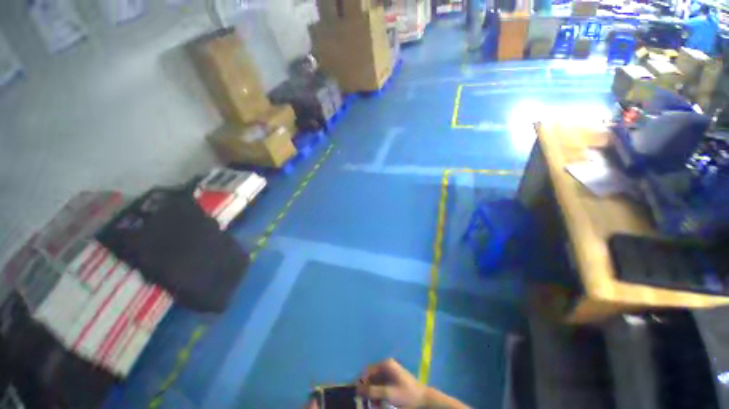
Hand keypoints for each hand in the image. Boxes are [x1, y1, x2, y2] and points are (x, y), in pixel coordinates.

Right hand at [355, 359, 426, 407]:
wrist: (423, 400)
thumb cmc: (406, 395)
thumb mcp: (388, 394)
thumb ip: (372, 391)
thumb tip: (357, 389)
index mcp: (385, 365)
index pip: (367, 371)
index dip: (361, 383)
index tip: (357, 396)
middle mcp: (386, 366)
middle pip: (370, 378)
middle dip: (367, 391)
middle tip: (366, 404)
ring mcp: (389, 373)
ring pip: (375, 384)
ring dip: (372, 395)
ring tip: (374, 406)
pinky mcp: (392, 381)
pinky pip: (380, 387)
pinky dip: (378, 396)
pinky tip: (379, 405)